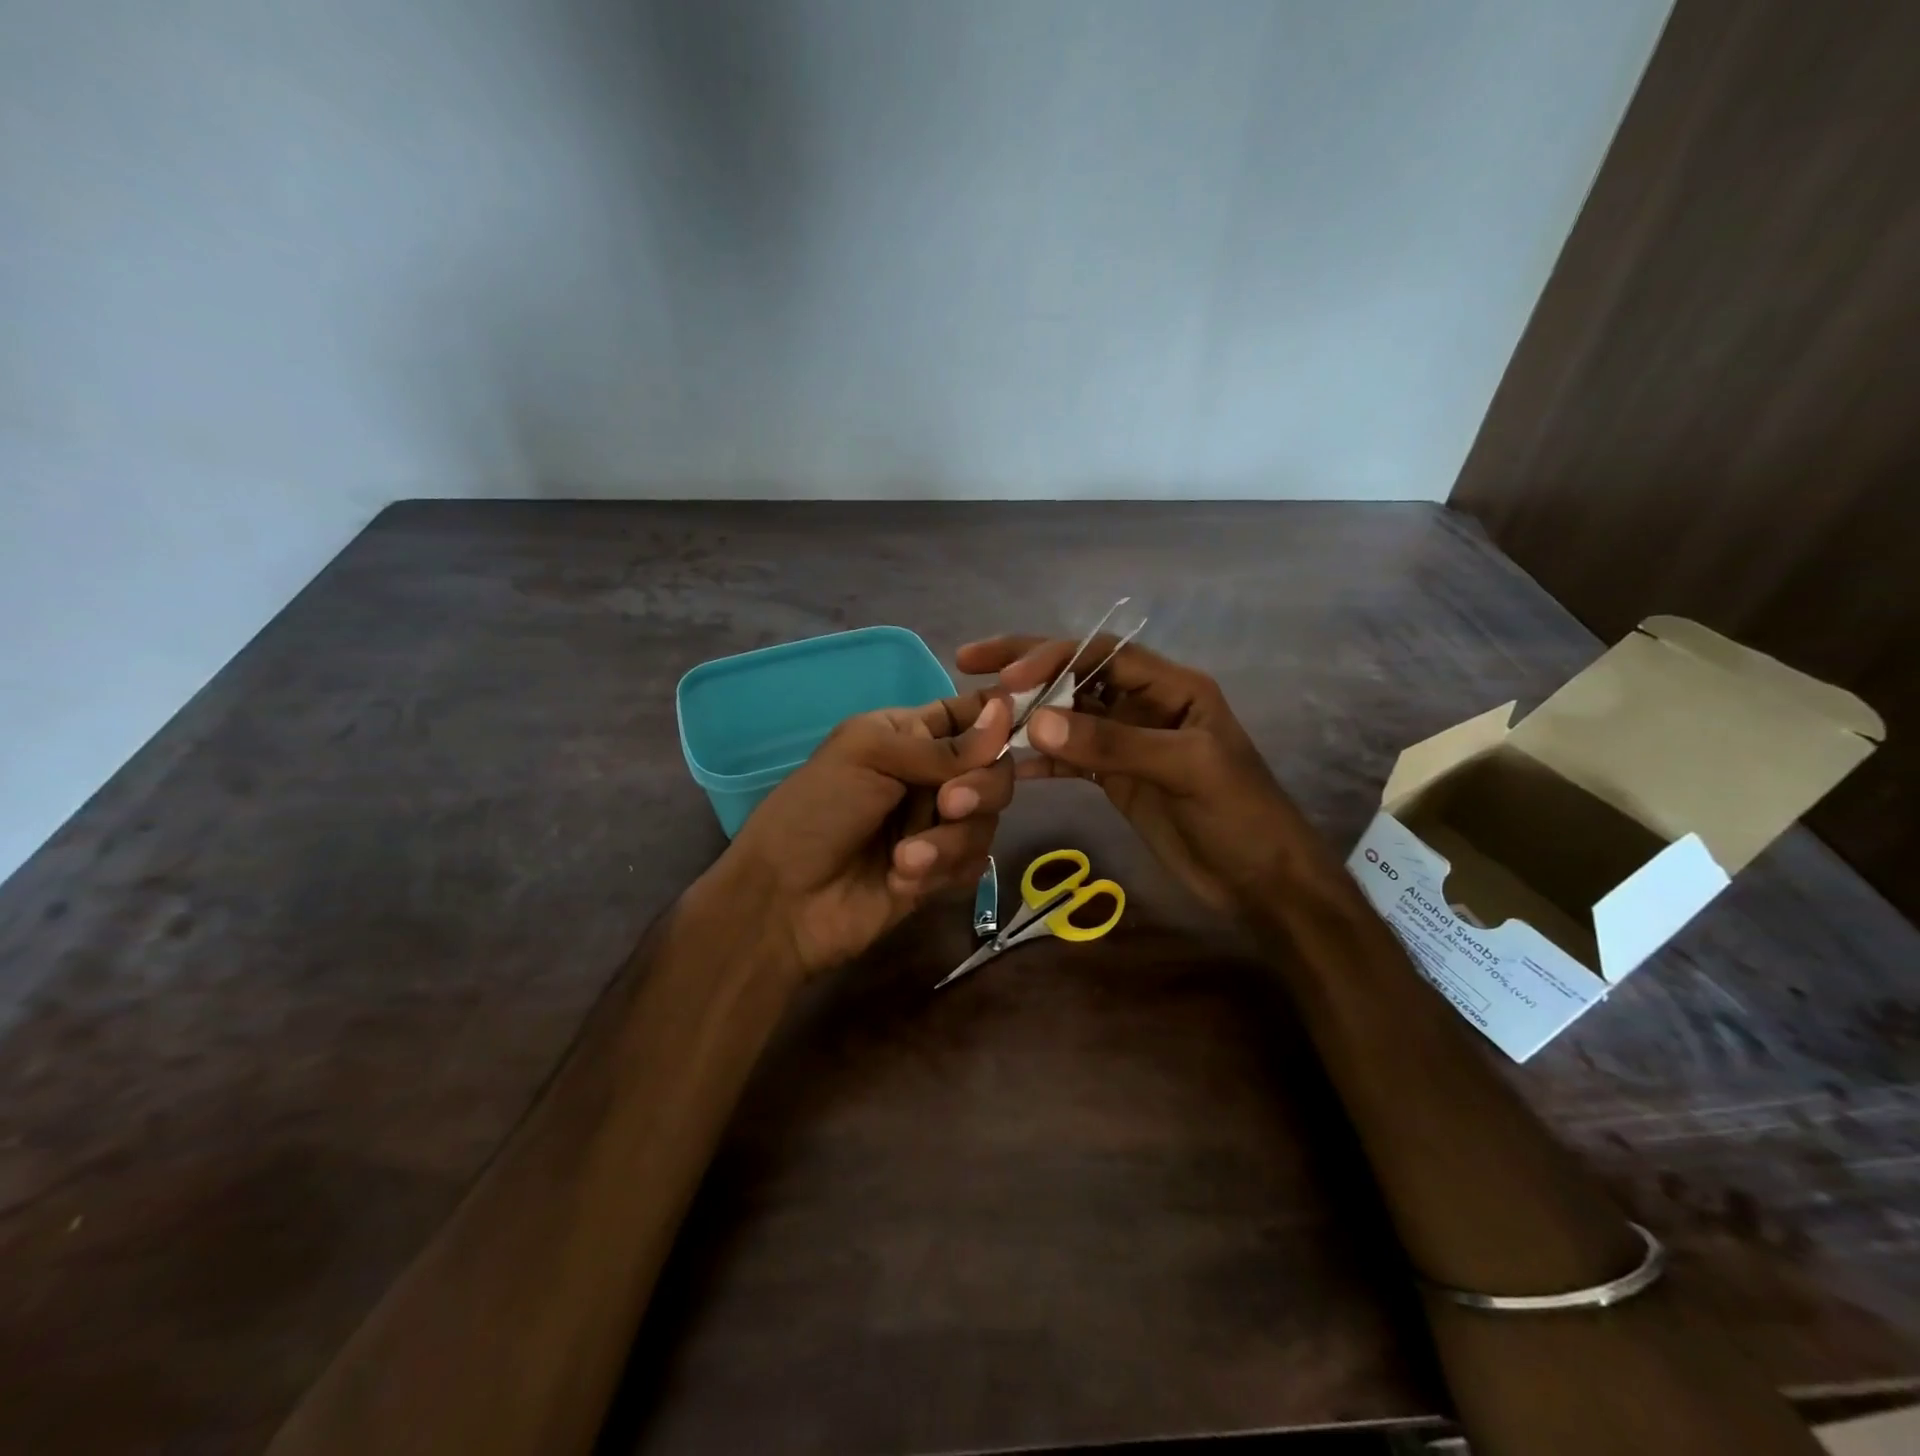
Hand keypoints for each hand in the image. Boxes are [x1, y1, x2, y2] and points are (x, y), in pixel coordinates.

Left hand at [702, 692, 1013, 977]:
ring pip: (987, 821)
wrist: (784, 902)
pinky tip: (901, 883)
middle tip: (949, 805)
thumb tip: (1005, 710)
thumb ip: (942, 746)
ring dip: (949, 841)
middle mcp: (929, 776)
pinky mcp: (941, 873)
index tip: (1022, 721)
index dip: (997, 717)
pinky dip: (941, 872)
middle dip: (980, 788)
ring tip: (905, 861)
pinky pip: (973, 863)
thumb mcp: (869, 758)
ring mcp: (936, 826)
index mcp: (908, 736)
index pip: (968, 715)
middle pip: (994, 770)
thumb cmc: (815, 812)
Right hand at [957, 636, 1306, 912]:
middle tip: (969, 662)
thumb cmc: (1240, 816)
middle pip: (1077, 674)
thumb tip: (1037, 722)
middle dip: (1026, 668)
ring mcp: (1127, 742)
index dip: (1052, 657)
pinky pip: (1070, 759)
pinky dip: (1040, 761)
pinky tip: (1007, 766)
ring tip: (979, 717)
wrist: (1263, 882)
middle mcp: (1144, 705)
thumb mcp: (1184, 770)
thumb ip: (1113, 744)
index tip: (1007, 677)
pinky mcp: (1116, 778)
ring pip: (1067, 716)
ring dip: (1027, 716)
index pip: (1101, 653)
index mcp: (1171, 687)